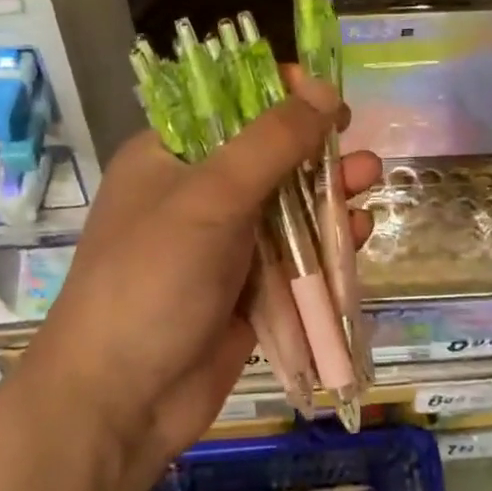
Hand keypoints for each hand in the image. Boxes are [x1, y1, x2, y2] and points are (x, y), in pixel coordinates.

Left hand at [23, 77, 380, 480]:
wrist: (122, 399)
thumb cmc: (153, 280)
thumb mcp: (211, 199)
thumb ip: (270, 144)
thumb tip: (324, 91)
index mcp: (168, 157)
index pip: (225, 104)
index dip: (276, 93)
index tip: (323, 93)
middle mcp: (194, 195)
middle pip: (265, 155)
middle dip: (312, 146)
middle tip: (354, 136)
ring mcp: (222, 246)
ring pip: (286, 207)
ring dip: (328, 193)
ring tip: (369, 179)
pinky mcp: (246, 291)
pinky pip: (294, 257)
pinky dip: (326, 244)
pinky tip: (359, 234)